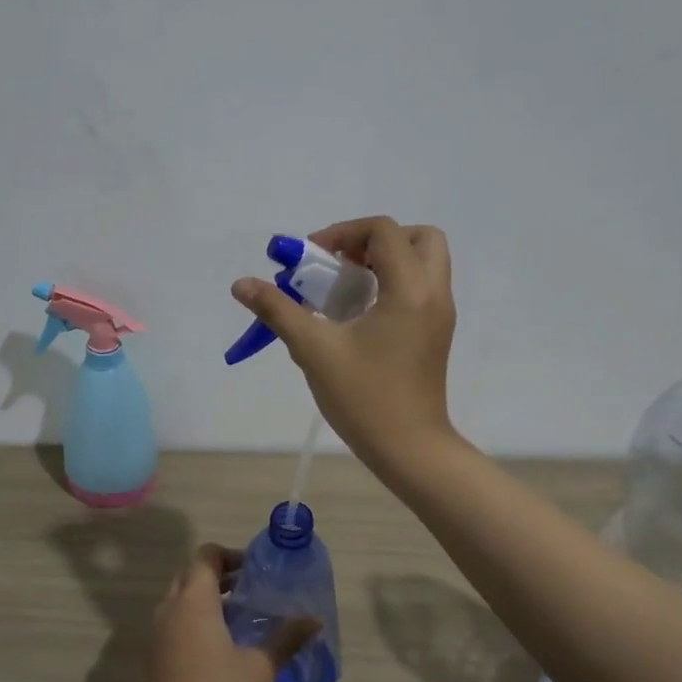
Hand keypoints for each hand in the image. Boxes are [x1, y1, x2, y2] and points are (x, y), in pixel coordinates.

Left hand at [141, 545, 318, 681]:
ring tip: (238, 613)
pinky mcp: (155, 652)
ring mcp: (159, 629)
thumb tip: (315, 621)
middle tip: (248, 587)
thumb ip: (286, 639)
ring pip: (181, 596)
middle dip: (219, 573)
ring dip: (206, 595)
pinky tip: (219, 641)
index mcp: (194, 599)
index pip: (206, 555)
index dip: (230, 555)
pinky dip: (194, 616)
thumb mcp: (259, 667)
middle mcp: (171, 606)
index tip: (254, 570)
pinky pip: (175, 618)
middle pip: (192, 572)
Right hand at [231, 216, 457, 468]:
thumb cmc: (365, 398)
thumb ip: (278, 310)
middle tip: (342, 264)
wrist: (410, 450)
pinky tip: (357, 316)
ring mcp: (440, 315)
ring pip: (423, 263)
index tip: (312, 259)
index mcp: (409, 289)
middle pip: (417, 238)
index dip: (343, 232)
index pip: (384, 231)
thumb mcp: (314, 350)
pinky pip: (420, 288)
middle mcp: (434, 293)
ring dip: (385, 262)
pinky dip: (392, 284)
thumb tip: (241, 284)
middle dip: (376, 241)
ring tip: (346, 289)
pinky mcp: (436, 333)